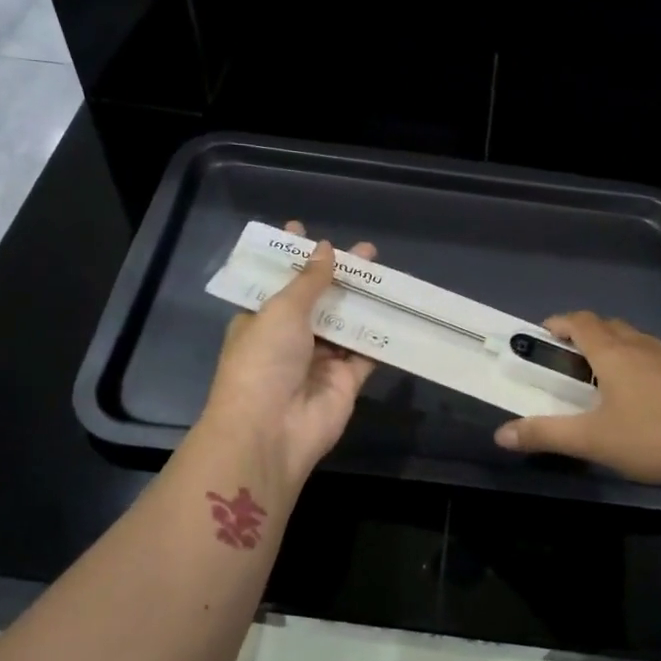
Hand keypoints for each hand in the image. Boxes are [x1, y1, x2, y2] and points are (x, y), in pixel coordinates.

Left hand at [200, 221, 376, 486]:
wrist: (271, 430)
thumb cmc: (264, 361)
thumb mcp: (281, 310)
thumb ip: (309, 280)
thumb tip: (325, 248)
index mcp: (261, 320)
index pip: (277, 282)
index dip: (291, 257)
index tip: (303, 230)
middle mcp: (289, 338)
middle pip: (318, 300)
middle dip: (338, 275)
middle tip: (366, 251)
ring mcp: (319, 361)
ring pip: (346, 324)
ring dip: (363, 300)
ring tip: (385, 273)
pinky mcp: (346, 382)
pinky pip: (367, 353)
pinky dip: (381, 335)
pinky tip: (400, 310)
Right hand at [493, 311, 660, 489]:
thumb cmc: (650, 439)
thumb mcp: (590, 440)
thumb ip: (545, 434)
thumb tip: (500, 434)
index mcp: (614, 355)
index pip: (582, 322)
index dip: (560, 322)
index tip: (544, 333)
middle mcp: (643, 349)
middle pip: (610, 326)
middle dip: (587, 332)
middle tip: (570, 355)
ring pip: (639, 340)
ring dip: (618, 345)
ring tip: (606, 371)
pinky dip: (646, 365)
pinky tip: (649, 391)